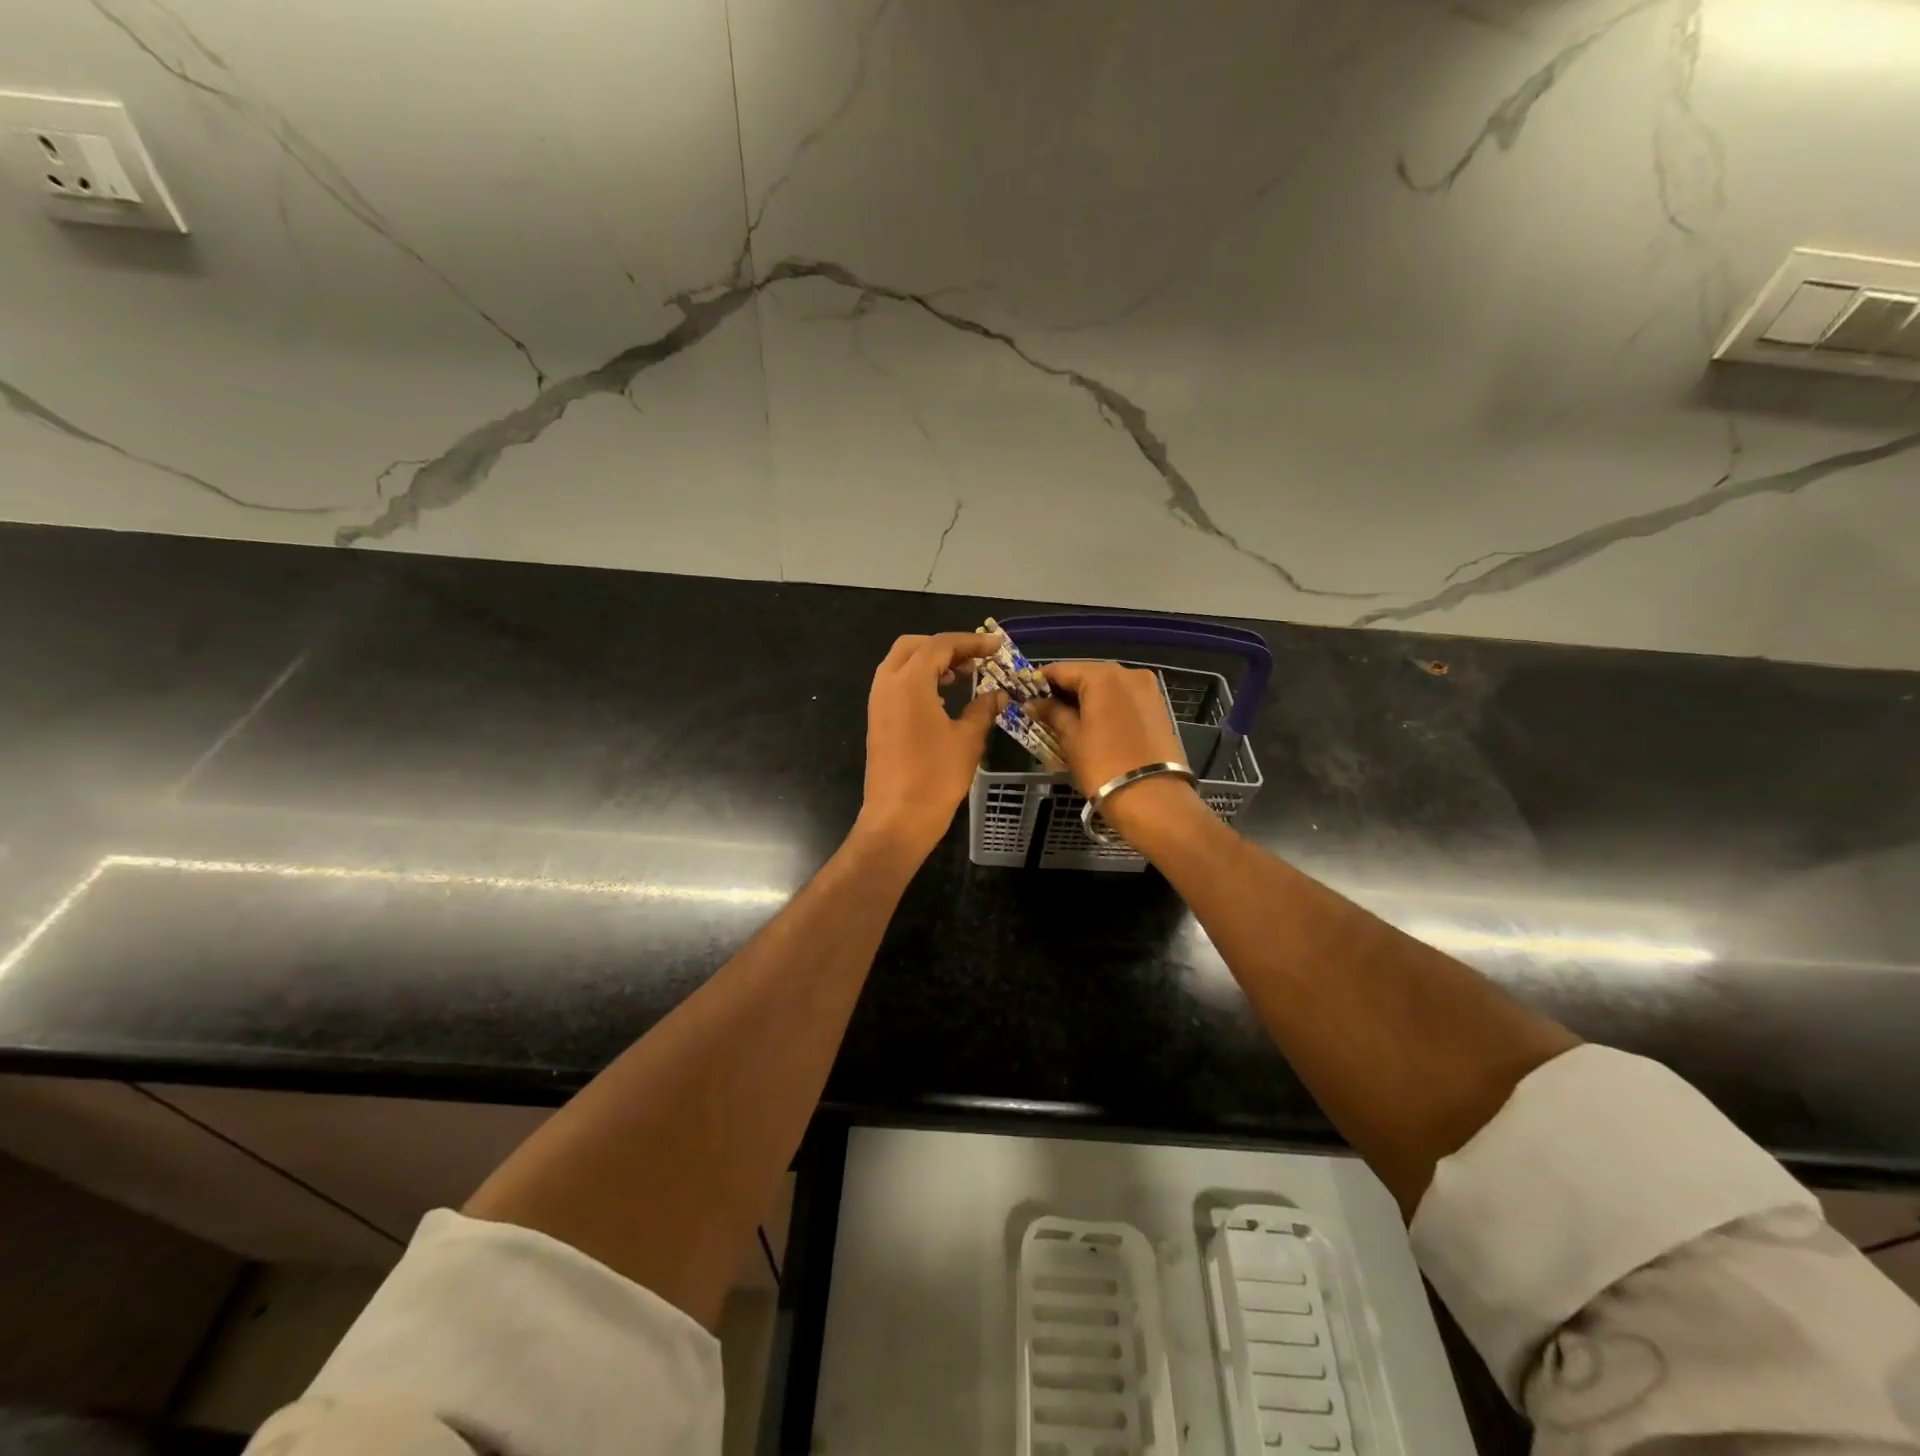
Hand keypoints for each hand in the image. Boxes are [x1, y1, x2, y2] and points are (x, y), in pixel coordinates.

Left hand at [855, 632, 1006, 859]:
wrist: (898, 818)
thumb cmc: (935, 777)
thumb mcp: (968, 739)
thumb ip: (983, 709)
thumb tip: (999, 694)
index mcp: (910, 682)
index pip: (940, 645)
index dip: (971, 642)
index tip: (996, 646)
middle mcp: (888, 684)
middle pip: (914, 646)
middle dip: (946, 646)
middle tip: (976, 658)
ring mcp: (878, 702)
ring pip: (901, 663)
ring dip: (930, 661)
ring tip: (963, 675)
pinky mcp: (877, 719)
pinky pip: (896, 684)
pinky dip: (919, 679)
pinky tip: (943, 697)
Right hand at [1031, 660, 1207, 843]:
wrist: (1154, 799)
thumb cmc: (1103, 765)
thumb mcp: (1071, 738)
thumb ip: (1051, 713)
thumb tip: (1032, 703)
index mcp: (1103, 675)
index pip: (1061, 669)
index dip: (1039, 681)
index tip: (1024, 695)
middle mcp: (1128, 673)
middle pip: (1086, 674)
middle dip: (1064, 690)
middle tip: (1043, 710)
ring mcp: (1147, 689)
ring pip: (1107, 686)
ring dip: (1086, 699)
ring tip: (1067, 720)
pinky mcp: (1158, 707)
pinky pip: (1123, 698)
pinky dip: (1106, 706)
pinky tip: (1093, 724)